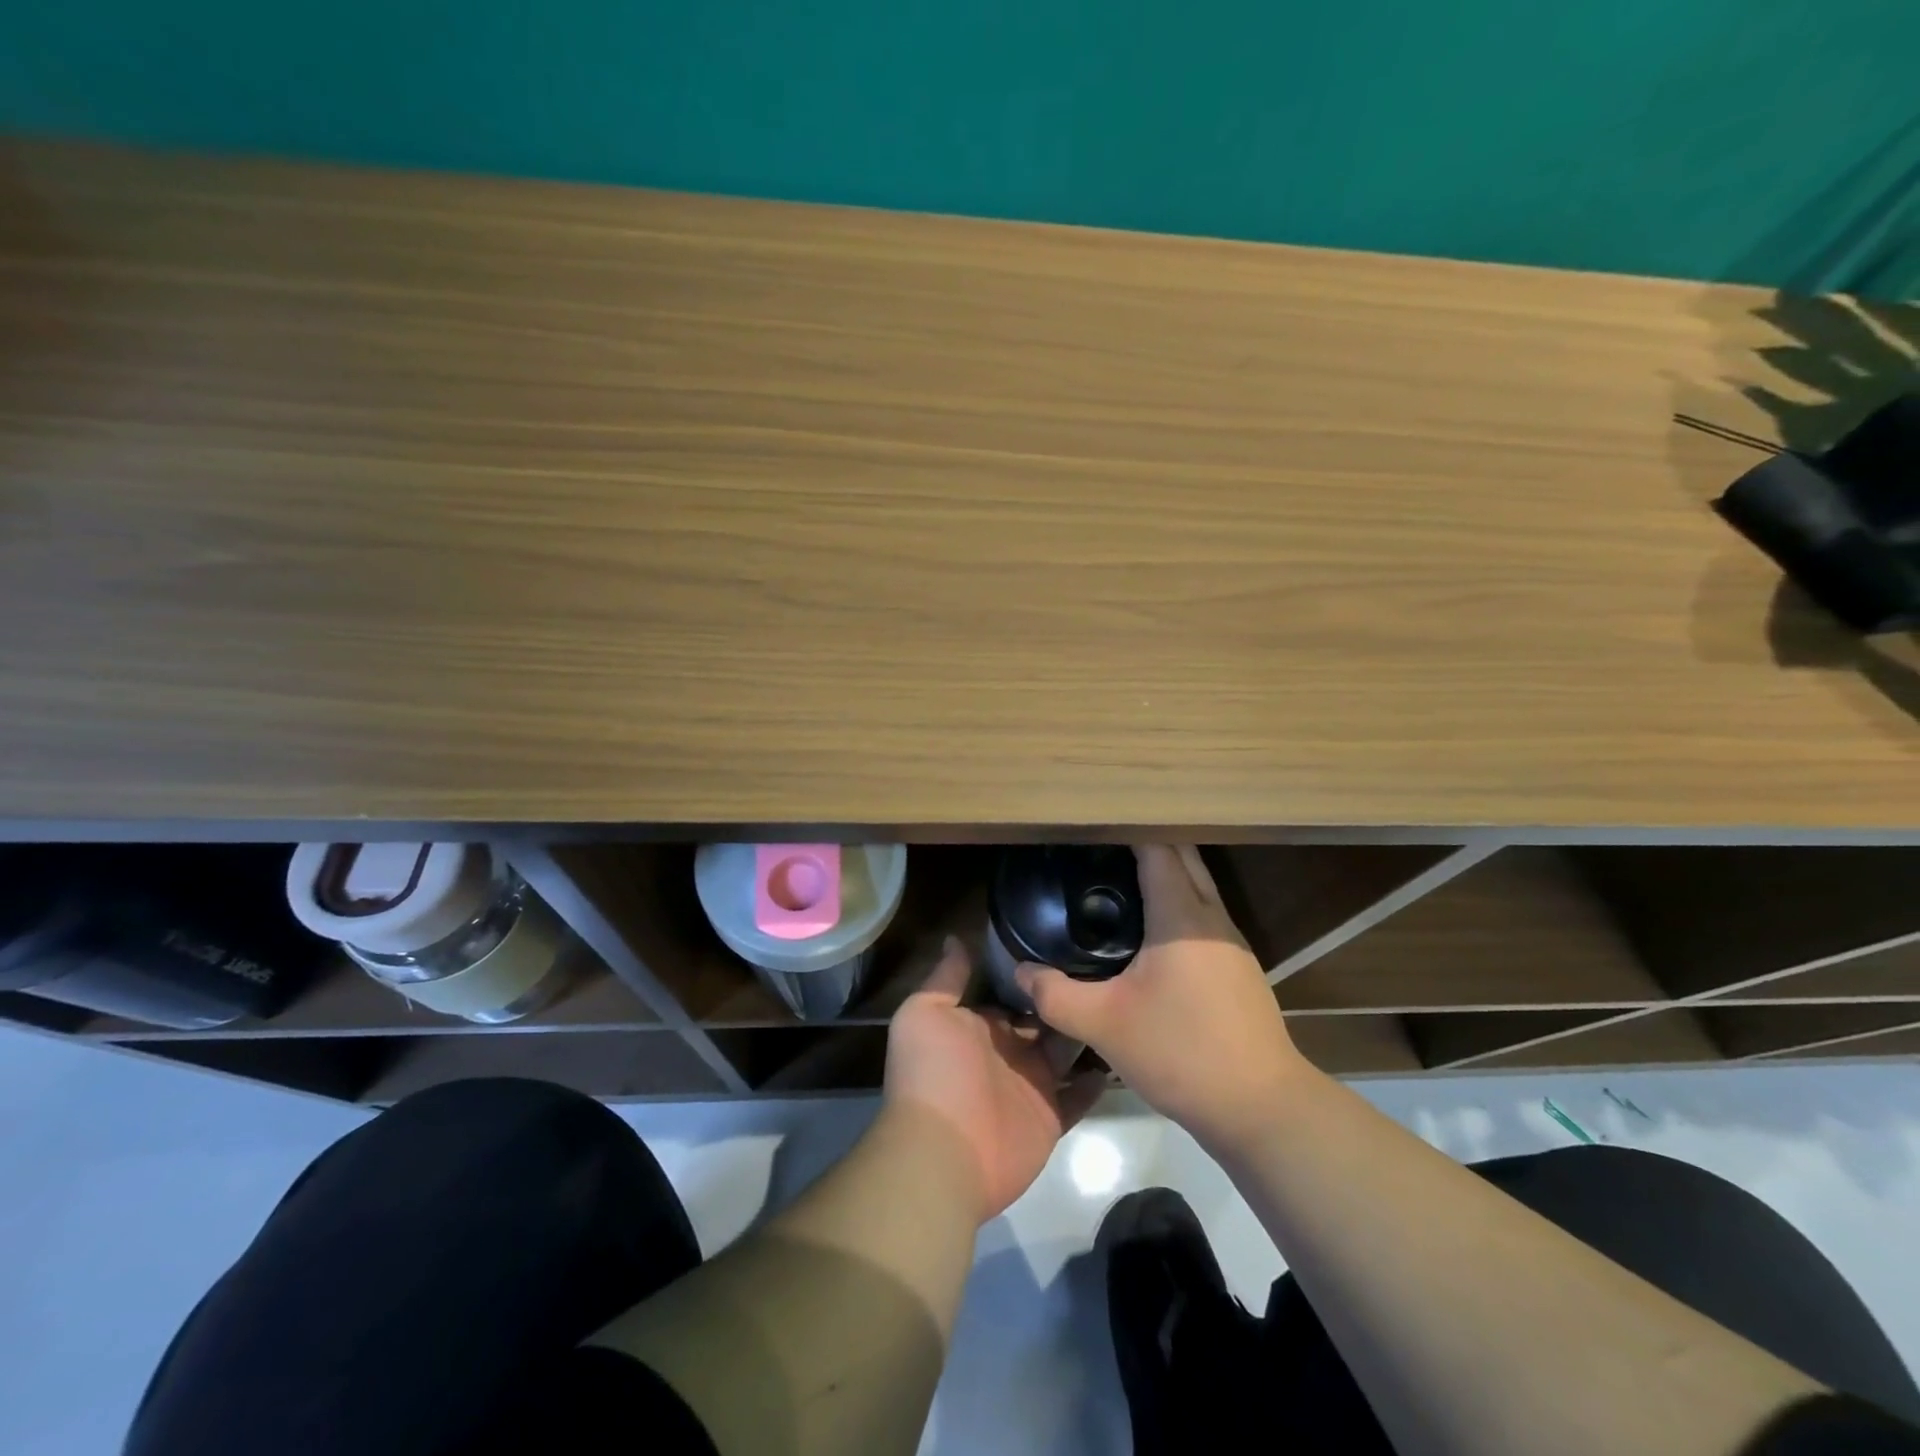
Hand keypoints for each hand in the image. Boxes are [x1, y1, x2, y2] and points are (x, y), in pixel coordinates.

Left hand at [885, 936, 1103, 1222]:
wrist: (942, 1152)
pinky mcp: (1050, 1117)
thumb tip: (955, 936)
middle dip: (1067, 998)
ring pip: (1066, 1052)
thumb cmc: (933, 1073)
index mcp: (981, 1025)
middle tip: (1108, 968)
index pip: (1013, 993)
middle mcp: (1008, 1051)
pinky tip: (1123, 1053)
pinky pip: (1079, 1097)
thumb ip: (947, 977)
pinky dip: (1096, 1081)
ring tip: (1124, 1001)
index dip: (1035, 973)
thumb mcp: (925, 1012)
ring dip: (1087, 1032)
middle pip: (1044, 1019)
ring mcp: (1032, 1085)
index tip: (1067, 943)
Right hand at [1017, 845, 1307, 1151]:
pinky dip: (1177, 900)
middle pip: (1183, 856)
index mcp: (1182, 915)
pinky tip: (1149, 927)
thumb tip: (1020, 972)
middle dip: (1146, 840)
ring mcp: (1231, 942)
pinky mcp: (1238, 967)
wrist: (1261, 1107)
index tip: (1093, 821)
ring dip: (1166, 870)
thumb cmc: (1181, 1052)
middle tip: (1099, 843)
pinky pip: (1203, 913)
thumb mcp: (1105, 1025)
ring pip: (1198, 884)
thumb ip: (1056, 995)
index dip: (1127, 827)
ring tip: (1117, 875)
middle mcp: (1212, 917)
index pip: (1157, 847)